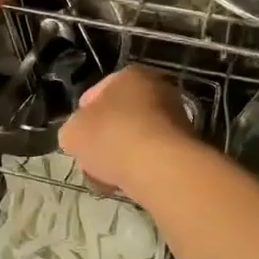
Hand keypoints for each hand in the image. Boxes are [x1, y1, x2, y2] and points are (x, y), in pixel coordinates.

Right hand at [59, 65, 196, 201]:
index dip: (81, 116)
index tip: (76, 137)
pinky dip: (139, 167)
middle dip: (103, 138)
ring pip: (135, 138)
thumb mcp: (72, 132)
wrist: (160, 168)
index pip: (95, 93)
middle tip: (90, 158)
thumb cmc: (111, 137)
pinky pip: (152, 156)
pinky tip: (127, 183)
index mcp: (129, 75)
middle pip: (118, 116)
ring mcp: (176, 118)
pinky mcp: (187, 147)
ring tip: (107, 177)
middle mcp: (157, 89)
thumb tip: (79, 137)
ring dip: (120, 155)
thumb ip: (72, 130)